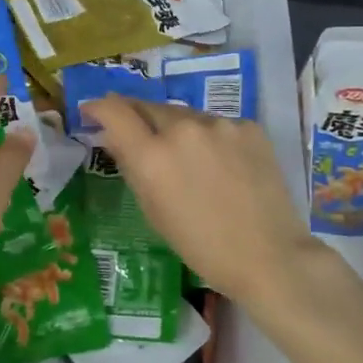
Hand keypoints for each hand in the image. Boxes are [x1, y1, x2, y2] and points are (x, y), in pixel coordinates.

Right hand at [86, 95, 320, 310]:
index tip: (93, 112)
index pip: (115, 111)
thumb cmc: (201, 246)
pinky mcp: (249, 126)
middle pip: (149, 108)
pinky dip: (211, 139)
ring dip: (177, 129)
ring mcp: (220, 124)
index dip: (99, 107)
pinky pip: (218, 125)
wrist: (269, 255)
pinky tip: (222, 165)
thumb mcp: (153, 210)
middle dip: (137, 118)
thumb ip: (130, 167)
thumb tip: (113, 137)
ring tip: (188, 159)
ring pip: (186, 116)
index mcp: (152, 156)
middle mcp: (183, 129)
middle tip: (138, 136)